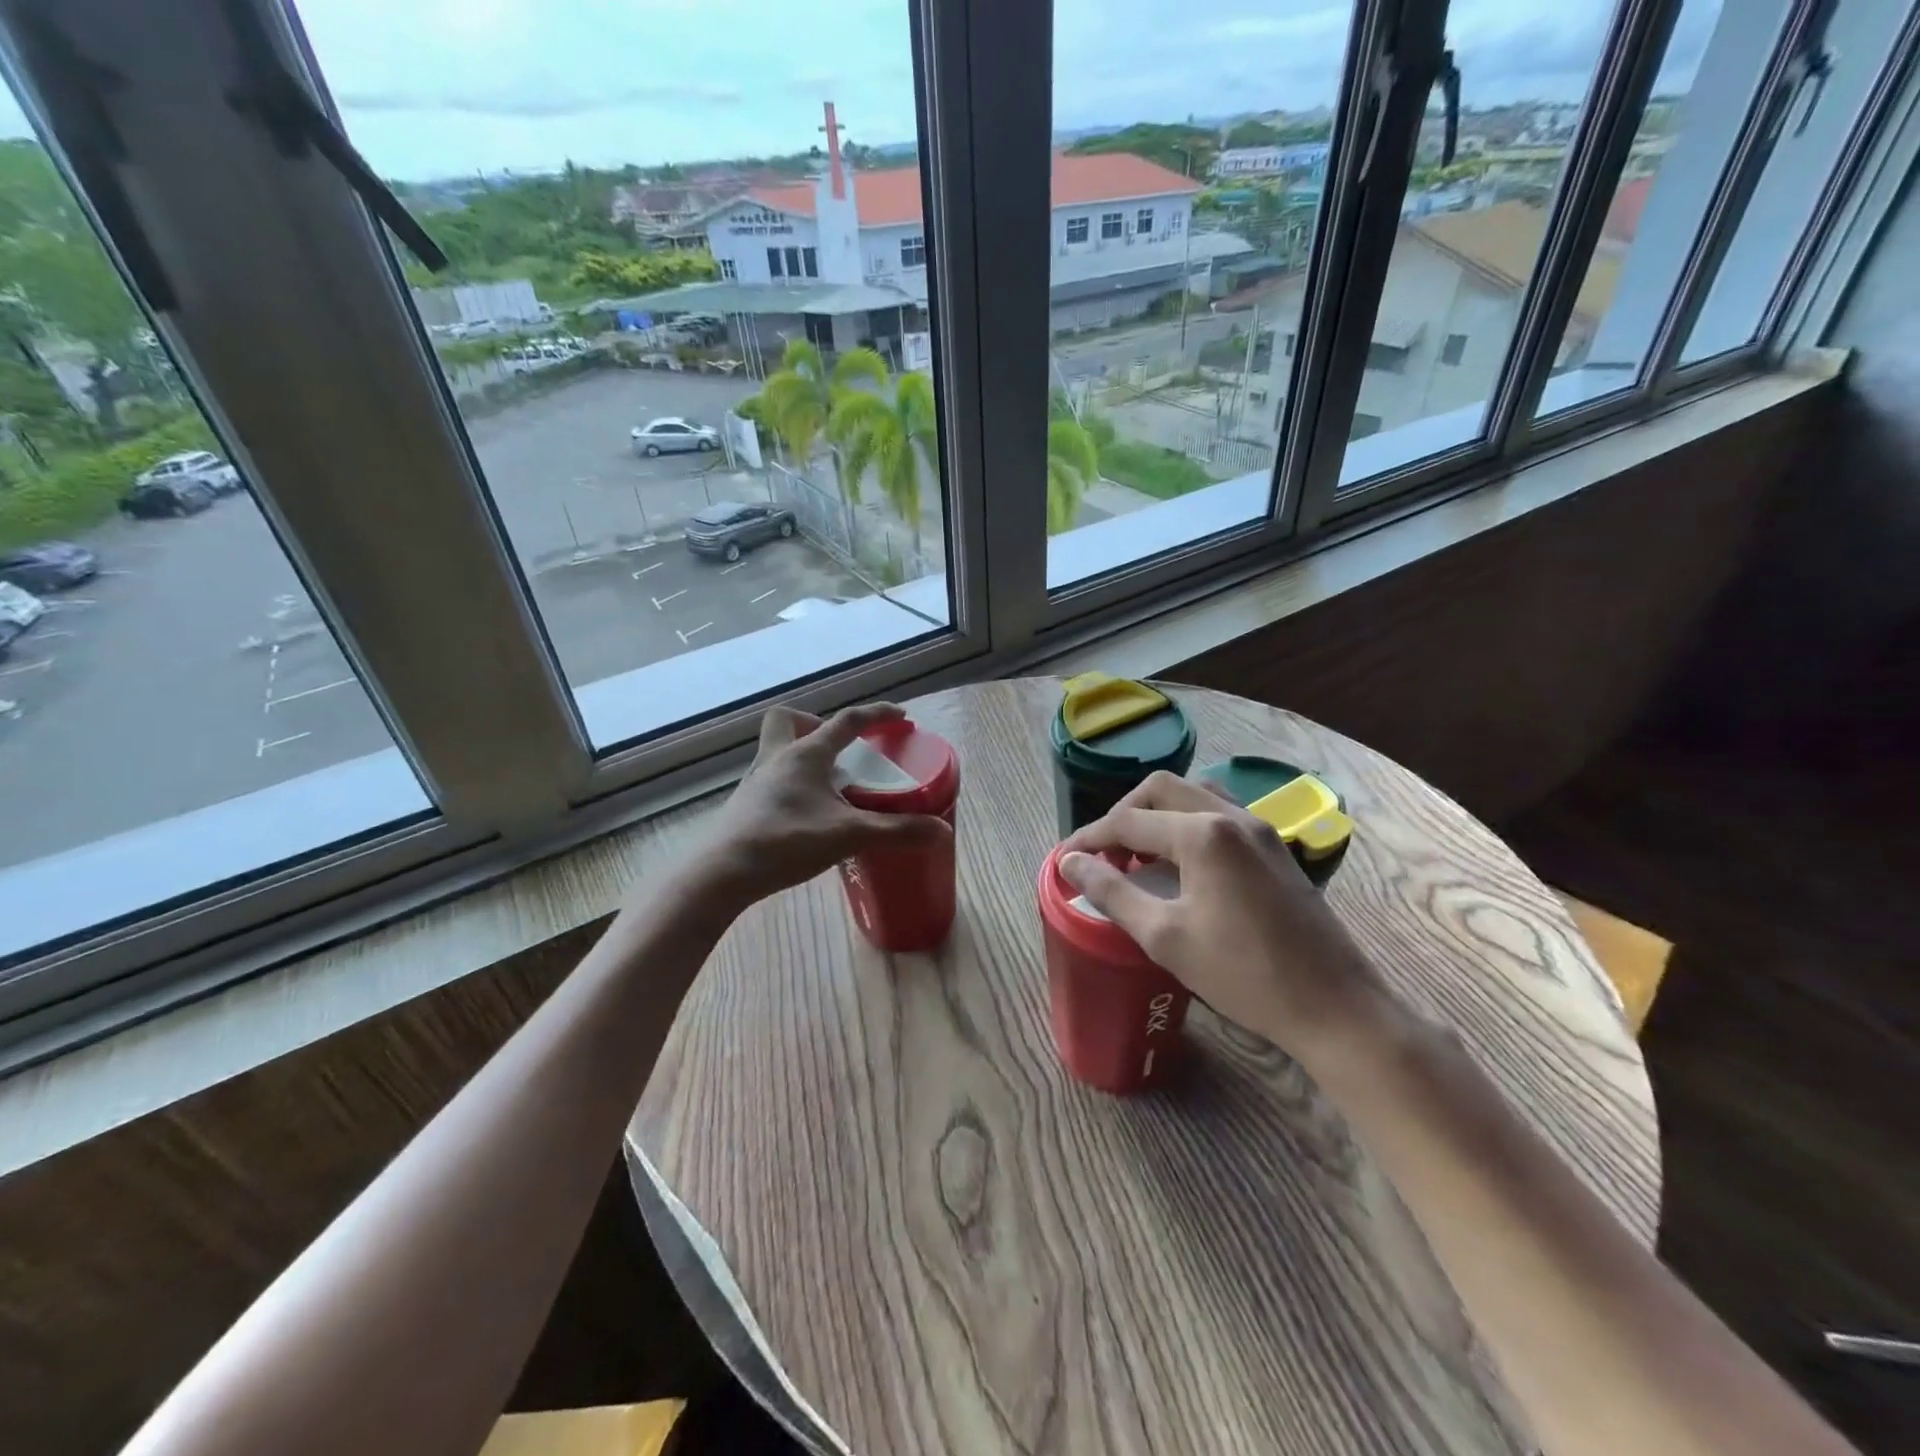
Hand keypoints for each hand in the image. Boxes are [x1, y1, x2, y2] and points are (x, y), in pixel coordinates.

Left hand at [690, 702, 950, 912]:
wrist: (723, 873)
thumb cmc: (786, 841)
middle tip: (841, 751)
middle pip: (790, 721)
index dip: (877, 715)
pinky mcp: (746, 806)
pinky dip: (793, 785)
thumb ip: (897, 832)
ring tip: (829, 785)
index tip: (900, 717)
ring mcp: (757, 782)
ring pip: (778, 750)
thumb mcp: (849, 835)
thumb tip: (943, 831)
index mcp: (806, 754)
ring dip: (804, 756)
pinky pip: (772, 779)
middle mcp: (777, 758)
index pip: (847, 721)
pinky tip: (807, 814)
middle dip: (817, 725)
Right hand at [1058, 772, 1387, 1054]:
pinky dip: (1188, 822)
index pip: (1128, 821)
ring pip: (1194, 794)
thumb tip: (1070, 863)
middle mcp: (1231, 816)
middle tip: (1104, 853)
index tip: (1064, 860)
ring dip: (1158, 812)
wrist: (1334, 1006)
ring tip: (1139, 852)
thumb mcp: (1165, 937)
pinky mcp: (1274, 847)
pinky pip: (1219, 812)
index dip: (1090, 838)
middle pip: (1161, 789)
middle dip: (1123, 813)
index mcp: (1203, 834)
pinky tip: (1181, 861)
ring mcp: (1259, 828)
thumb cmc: (1243, 975)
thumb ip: (1112, 892)